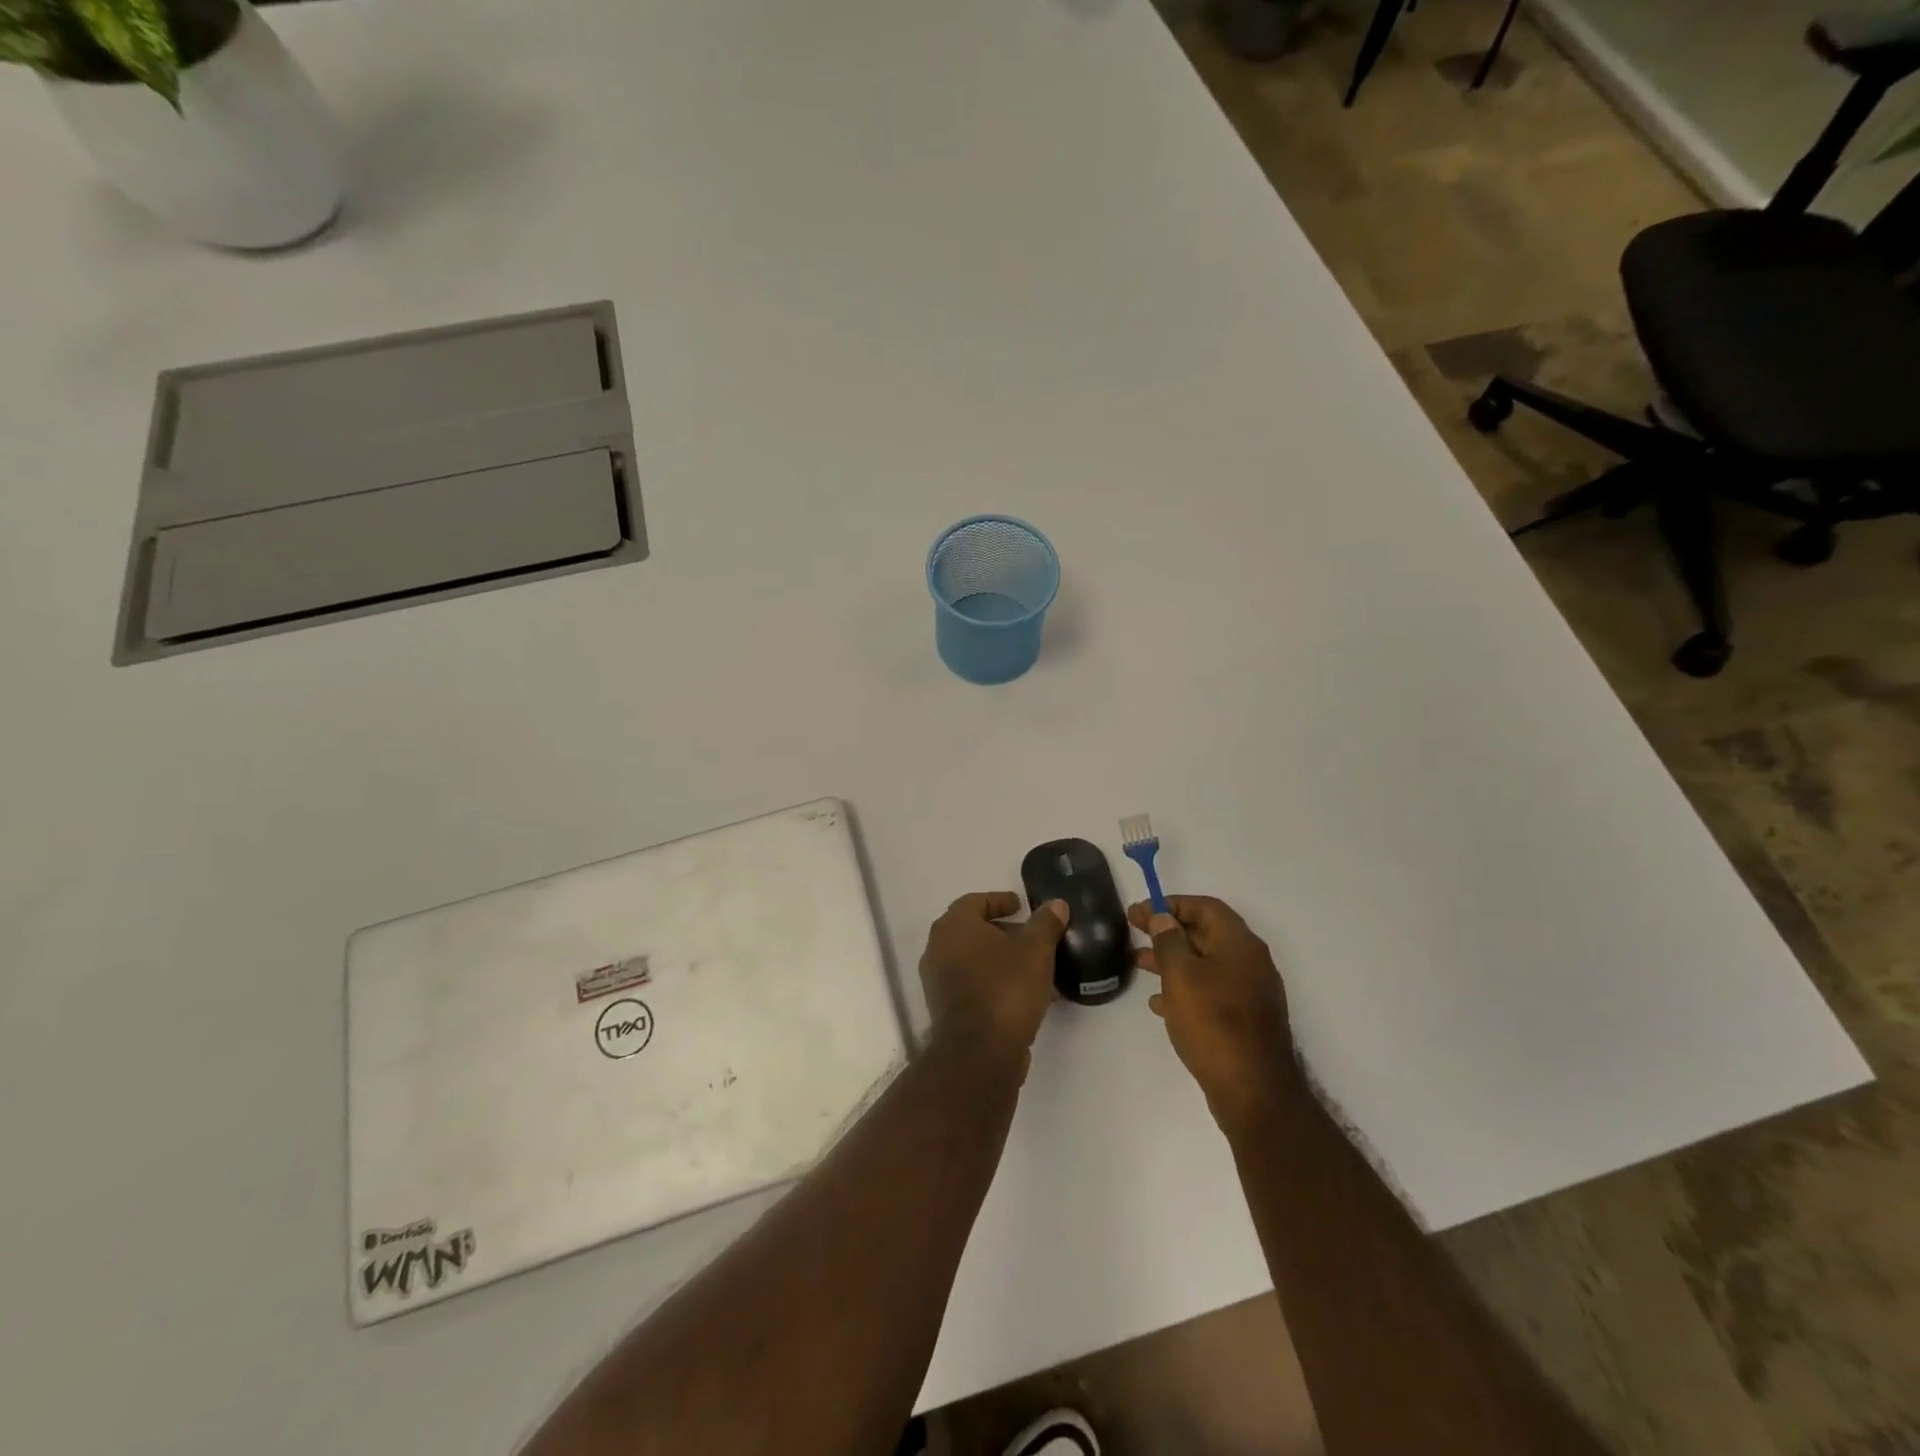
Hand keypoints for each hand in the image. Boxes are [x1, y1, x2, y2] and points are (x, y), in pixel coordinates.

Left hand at [920, 892, 1068, 1067]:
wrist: (979, 1053)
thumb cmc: (1006, 988)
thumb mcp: (1036, 950)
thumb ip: (1045, 924)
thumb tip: (1056, 904)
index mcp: (954, 925)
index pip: (975, 901)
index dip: (1000, 901)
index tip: (1021, 906)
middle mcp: (938, 947)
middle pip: (973, 930)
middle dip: (1003, 932)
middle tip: (1031, 936)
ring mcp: (938, 980)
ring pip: (973, 959)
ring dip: (1001, 959)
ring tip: (1034, 967)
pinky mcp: (945, 1008)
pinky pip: (972, 983)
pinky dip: (994, 981)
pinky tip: (1023, 993)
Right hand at [1130, 896, 1294, 1125]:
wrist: (1253, 1091)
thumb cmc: (1213, 1023)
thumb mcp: (1181, 975)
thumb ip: (1169, 941)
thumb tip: (1163, 919)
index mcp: (1239, 944)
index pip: (1205, 907)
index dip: (1171, 904)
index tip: (1141, 912)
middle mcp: (1250, 962)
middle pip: (1205, 933)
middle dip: (1168, 931)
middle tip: (1134, 930)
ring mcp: (1249, 992)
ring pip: (1205, 964)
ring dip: (1172, 960)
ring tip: (1138, 963)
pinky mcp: (1244, 1019)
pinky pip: (1211, 991)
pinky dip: (1185, 988)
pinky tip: (1159, 1003)